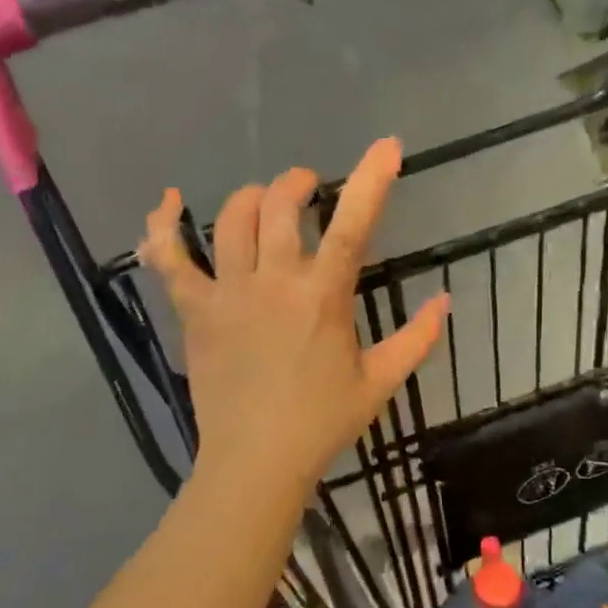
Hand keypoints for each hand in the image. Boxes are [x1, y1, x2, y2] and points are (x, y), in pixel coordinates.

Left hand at [138, 138, 449, 491]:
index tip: (387, 146)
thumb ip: (416, 340)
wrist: (255, 462)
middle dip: (299, 183)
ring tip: (265, 202)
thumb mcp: (379, 383)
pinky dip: (162, 228)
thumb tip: (445, 301)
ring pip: (233, 219)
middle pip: (282, 205)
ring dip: (252, 198)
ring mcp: (228, 292)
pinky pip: (169, 260)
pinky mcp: (194, 310)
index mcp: (323, 297)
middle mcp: (274, 282)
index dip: (372, 179)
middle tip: (310, 188)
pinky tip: (165, 203)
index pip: (353, 224)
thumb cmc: (321, 423)